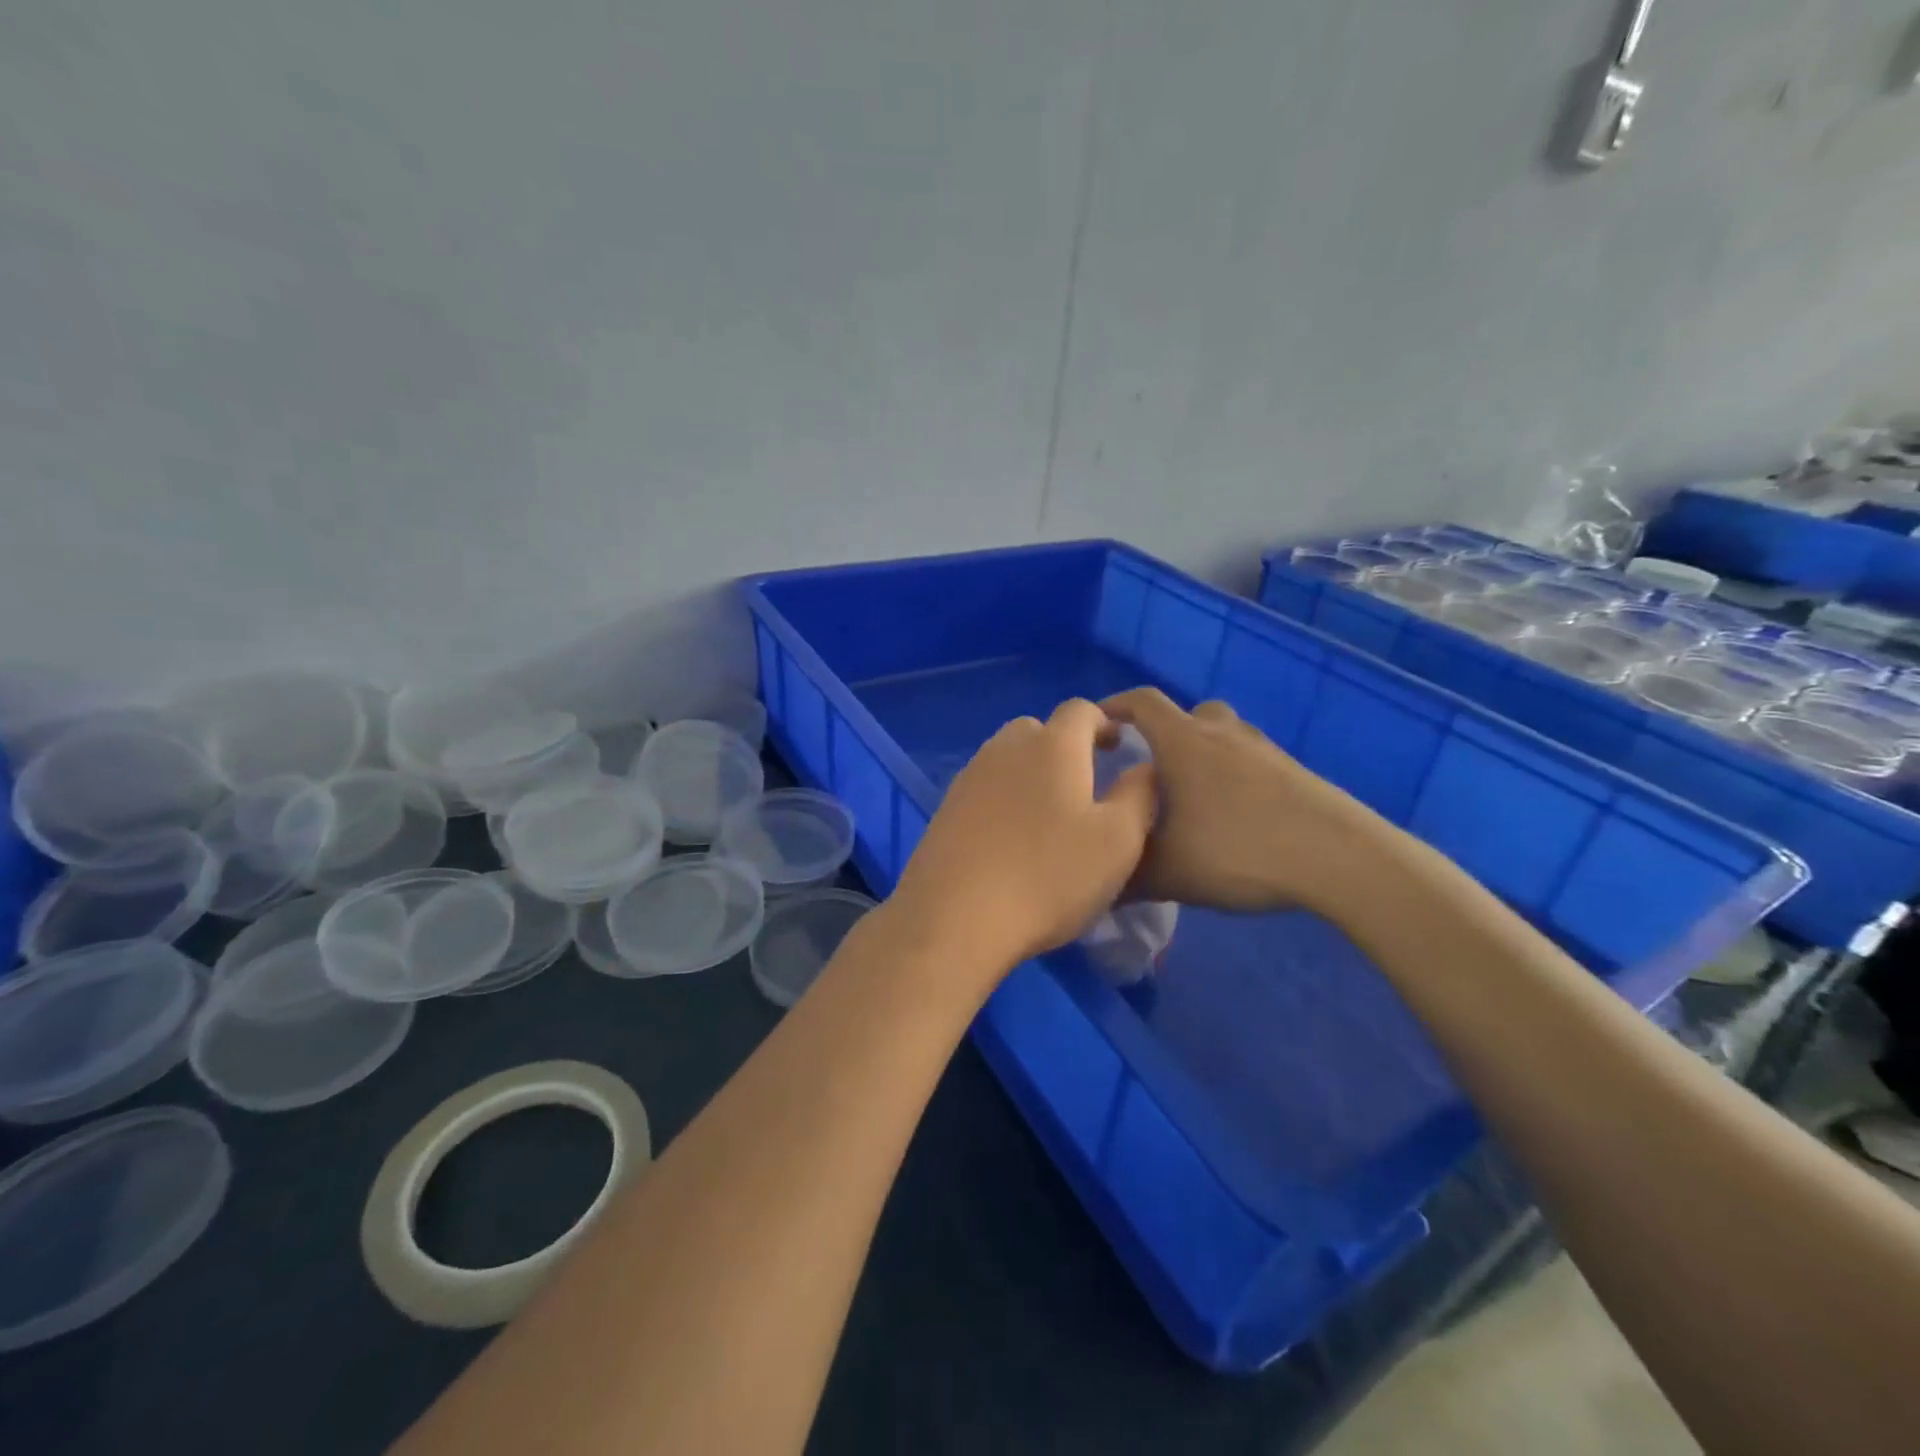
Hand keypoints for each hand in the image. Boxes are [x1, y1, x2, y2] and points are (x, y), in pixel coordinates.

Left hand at [891, 699, 1155, 978]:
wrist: (955, 918)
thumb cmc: (1048, 876)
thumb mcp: (1118, 841)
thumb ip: (1139, 794)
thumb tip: (1142, 766)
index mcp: (1053, 745)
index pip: (1081, 710)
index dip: (1103, 723)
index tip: (1117, 748)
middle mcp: (1006, 748)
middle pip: (1039, 729)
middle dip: (1064, 746)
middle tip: (1084, 783)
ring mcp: (969, 776)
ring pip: (1007, 757)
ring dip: (1031, 771)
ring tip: (1048, 812)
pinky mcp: (945, 807)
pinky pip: (984, 786)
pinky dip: (1003, 797)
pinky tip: (1010, 836)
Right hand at [1101, 687, 1404, 917]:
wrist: (1338, 858)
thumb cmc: (1237, 851)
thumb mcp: (1168, 873)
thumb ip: (1125, 876)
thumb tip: (1097, 885)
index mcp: (1183, 743)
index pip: (1142, 702)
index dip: (1116, 705)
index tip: (1099, 723)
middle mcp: (1222, 734)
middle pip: (1189, 714)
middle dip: (1165, 733)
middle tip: (1152, 769)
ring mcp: (1264, 750)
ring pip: (1224, 736)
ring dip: (1205, 754)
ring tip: (1194, 797)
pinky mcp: (1295, 772)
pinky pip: (1252, 761)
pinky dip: (1235, 777)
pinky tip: (1235, 818)